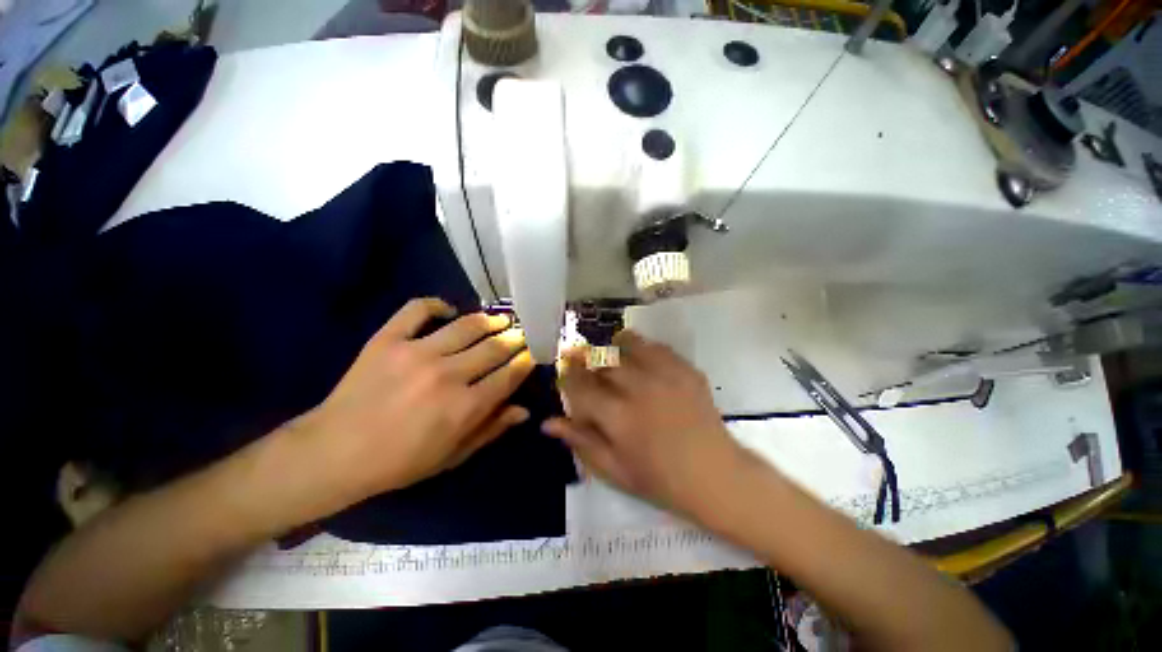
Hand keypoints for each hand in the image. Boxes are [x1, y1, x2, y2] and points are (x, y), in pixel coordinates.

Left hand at [295, 298, 533, 502]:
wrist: (333, 453)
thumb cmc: (399, 462)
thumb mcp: (452, 456)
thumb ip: (491, 429)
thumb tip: (524, 410)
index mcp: (464, 407)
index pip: (509, 375)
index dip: (526, 361)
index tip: (533, 353)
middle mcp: (447, 374)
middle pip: (494, 347)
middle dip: (515, 338)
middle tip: (522, 333)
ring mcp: (416, 352)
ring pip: (467, 325)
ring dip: (490, 320)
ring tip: (500, 319)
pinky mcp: (388, 339)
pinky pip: (418, 309)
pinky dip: (436, 304)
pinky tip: (448, 310)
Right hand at [542, 331, 744, 514]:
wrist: (715, 476)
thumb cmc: (661, 480)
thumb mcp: (614, 470)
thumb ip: (581, 441)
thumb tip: (548, 422)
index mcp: (618, 417)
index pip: (581, 386)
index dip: (568, 375)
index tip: (563, 371)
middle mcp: (639, 389)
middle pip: (602, 359)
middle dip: (585, 355)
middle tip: (579, 355)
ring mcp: (665, 376)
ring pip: (629, 345)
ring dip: (613, 345)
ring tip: (608, 349)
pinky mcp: (686, 371)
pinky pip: (658, 348)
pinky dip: (643, 347)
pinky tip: (640, 354)